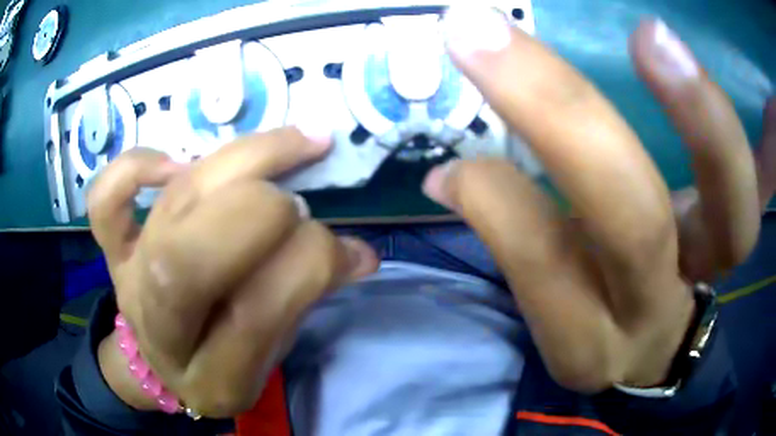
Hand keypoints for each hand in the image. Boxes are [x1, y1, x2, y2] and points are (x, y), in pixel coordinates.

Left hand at [89, 128, 378, 416]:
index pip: (253, 314)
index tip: (343, 248)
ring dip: (241, 162)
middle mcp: (160, 325)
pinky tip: (175, 161)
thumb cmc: (220, 362)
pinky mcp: (111, 249)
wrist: (157, 364)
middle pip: (191, 256)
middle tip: (301, 201)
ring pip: (170, 206)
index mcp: (210, 374)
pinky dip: (135, 168)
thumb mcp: (268, 357)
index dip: (306, 266)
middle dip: (260, 212)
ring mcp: (128, 279)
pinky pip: (105, 201)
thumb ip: (307, 301)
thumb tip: (360, 253)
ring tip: (296, 144)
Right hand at [424, 9, 774, 392]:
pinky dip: (756, 139)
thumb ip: (509, 233)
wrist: (651, 340)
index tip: (455, 160)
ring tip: (653, 39)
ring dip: (702, 120)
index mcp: (588, 336)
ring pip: (731, 214)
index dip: (499, 207)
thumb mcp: (548, 300)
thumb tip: (452, 174)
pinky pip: (757, 189)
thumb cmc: (592, 316)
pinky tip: (733, 81)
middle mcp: (657, 307)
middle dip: (561, 119)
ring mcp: (710, 271)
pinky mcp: (737, 238)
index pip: (544, 268)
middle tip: (484, 33)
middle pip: (634, 223)